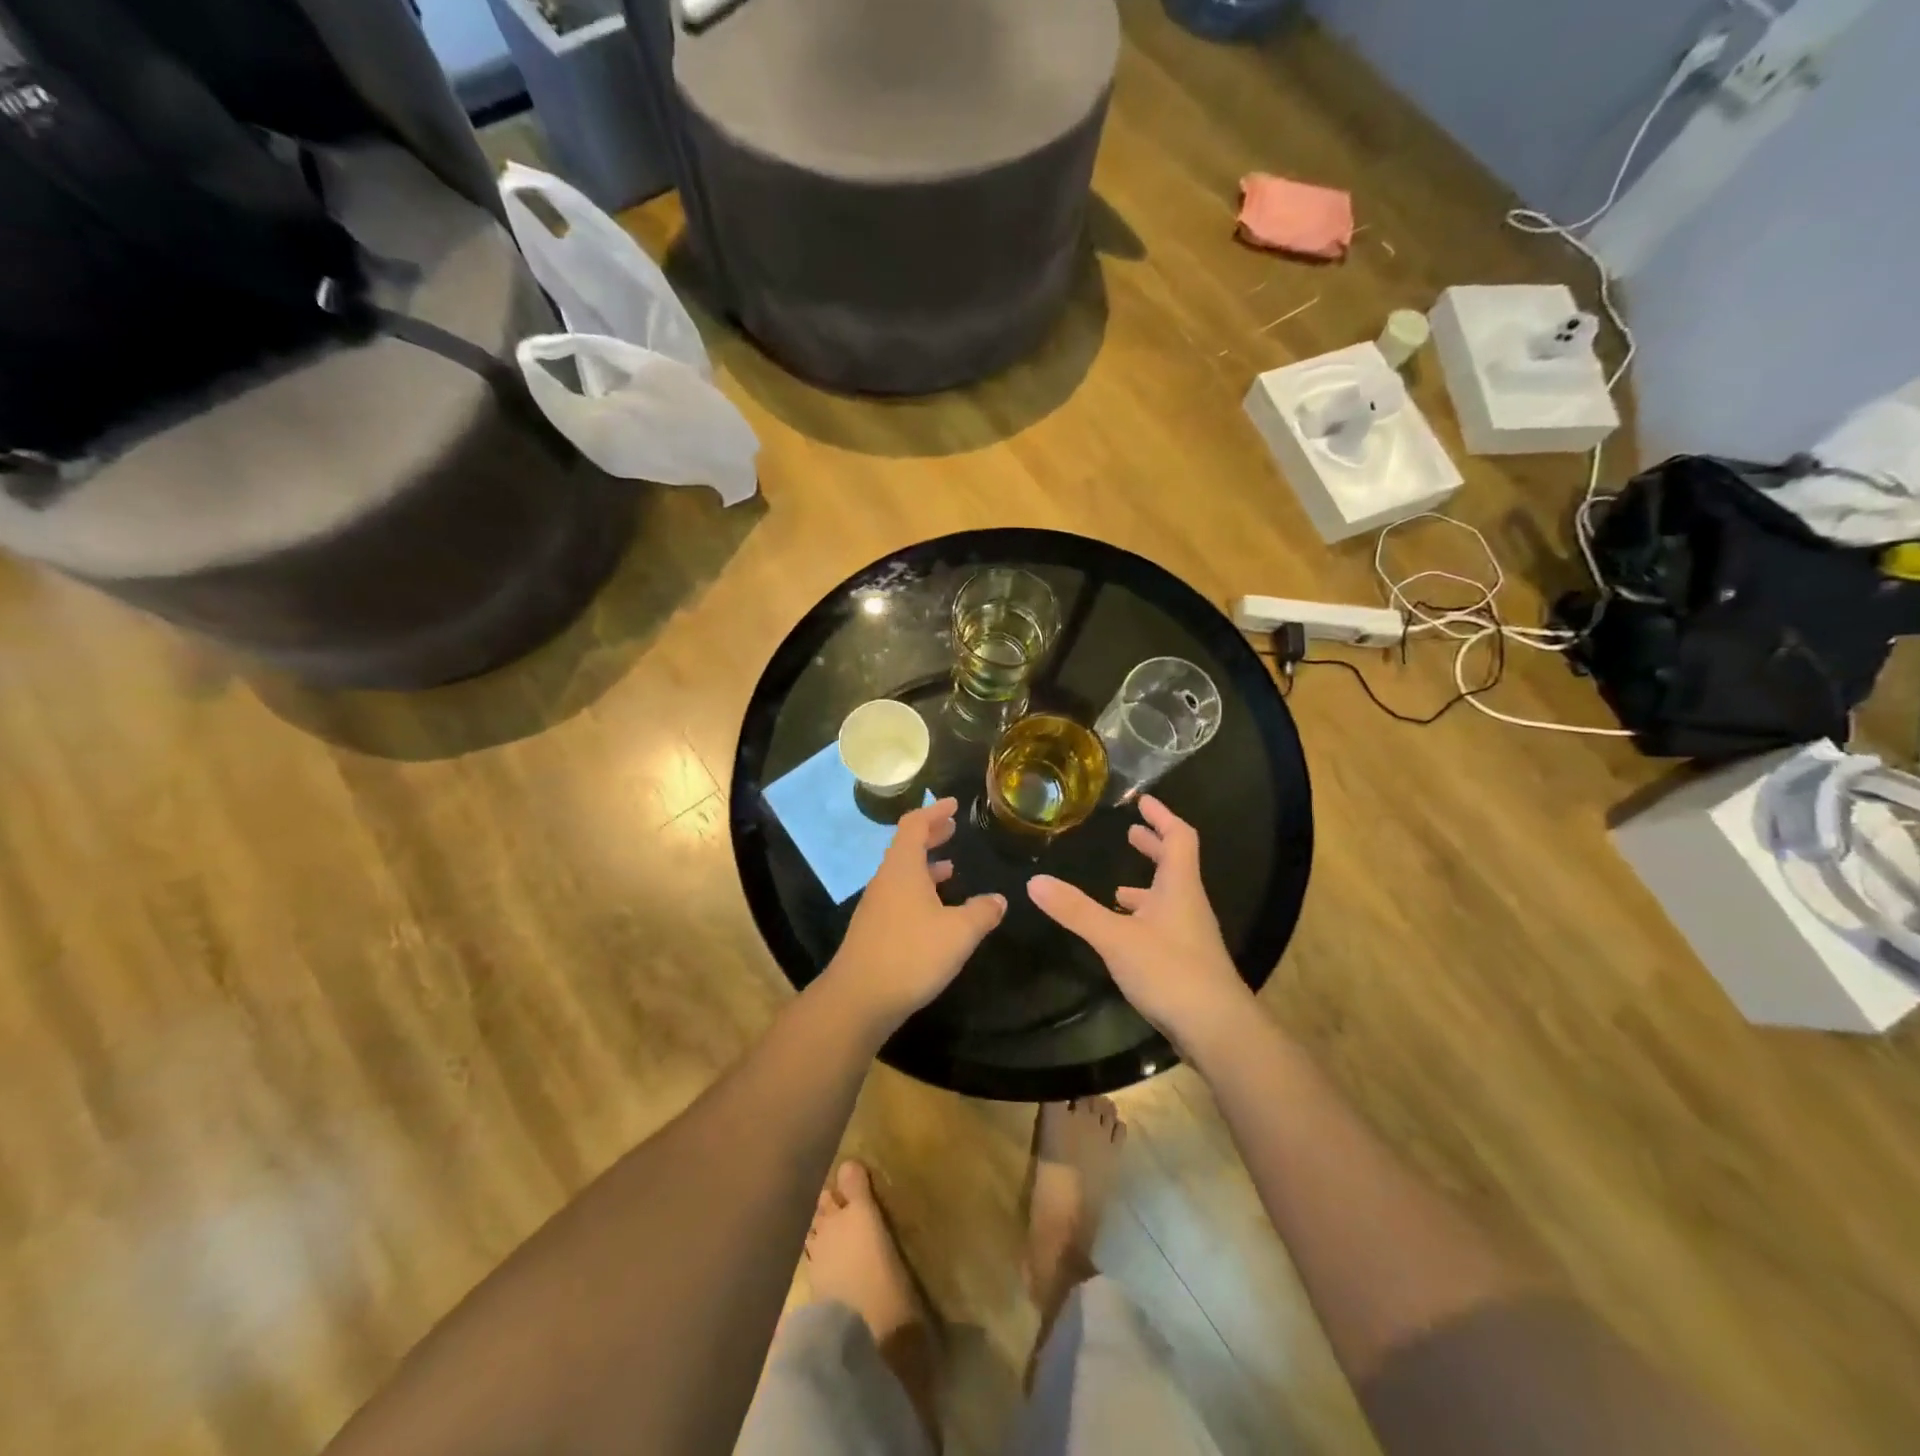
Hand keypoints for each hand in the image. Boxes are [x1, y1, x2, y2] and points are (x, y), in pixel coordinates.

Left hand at [826, 798, 1006, 1033]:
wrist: (858, 999)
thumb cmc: (911, 955)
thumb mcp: (958, 932)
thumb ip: (982, 912)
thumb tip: (999, 899)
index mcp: (902, 868)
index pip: (914, 824)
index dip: (934, 811)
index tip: (953, 804)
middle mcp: (886, 880)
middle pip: (906, 845)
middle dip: (931, 835)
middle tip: (953, 828)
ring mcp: (877, 905)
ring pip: (902, 872)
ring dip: (925, 864)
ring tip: (950, 866)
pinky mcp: (875, 929)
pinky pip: (899, 895)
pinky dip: (919, 889)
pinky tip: (936, 910)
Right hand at [1027, 796, 1252, 1048]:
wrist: (1217, 1030)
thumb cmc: (1170, 971)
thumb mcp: (1115, 938)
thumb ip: (1075, 910)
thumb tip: (1034, 880)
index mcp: (1179, 887)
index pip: (1179, 838)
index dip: (1162, 817)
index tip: (1143, 801)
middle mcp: (1189, 905)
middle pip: (1175, 865)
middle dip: (1153, 847)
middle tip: (1130, 834)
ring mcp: (1190, 935)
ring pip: (1168, 899)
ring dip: (1146, 887)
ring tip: (1116, 888)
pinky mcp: (1186, 962)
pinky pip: (1163, 926)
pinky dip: (1142, 918)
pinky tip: (1123, 934)